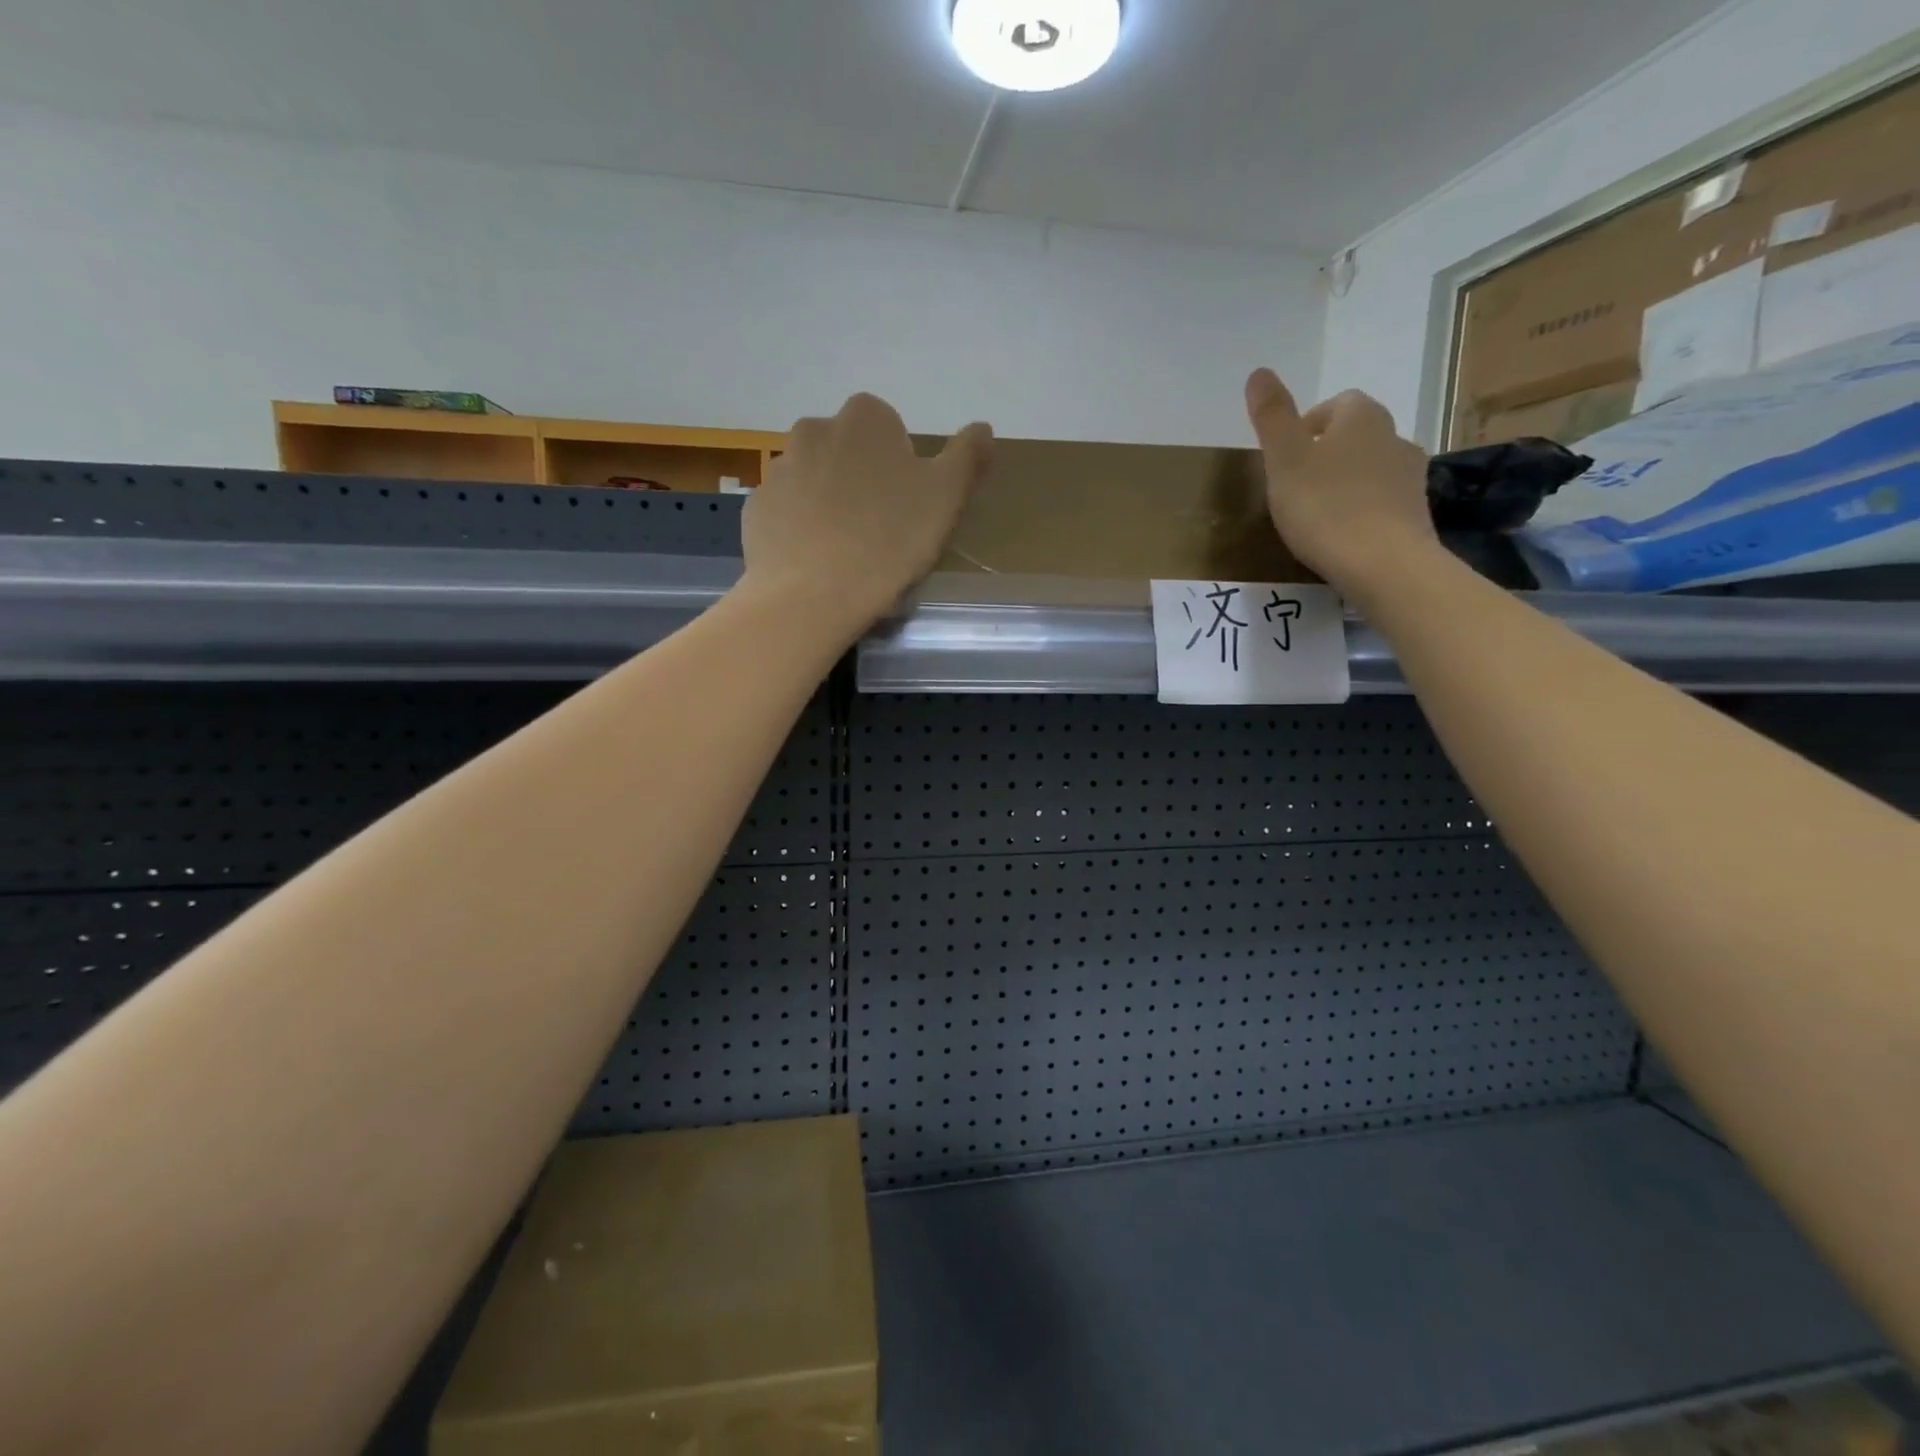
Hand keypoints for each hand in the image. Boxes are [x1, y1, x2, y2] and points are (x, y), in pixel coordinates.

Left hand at [742, 392, 991, 637]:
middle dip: (863, 482)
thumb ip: (967, 456)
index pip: (890, 430)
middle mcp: (815, 430)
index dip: (902, 469)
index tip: (907, 508)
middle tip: (880, 532)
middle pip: (849, 453)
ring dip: (830, 504)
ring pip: (815, 481)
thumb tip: (983, 427)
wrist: (812, 594)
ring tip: (846, 553)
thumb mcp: (947, 498)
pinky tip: (816, 562)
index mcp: (865, 419)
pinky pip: (787, 512)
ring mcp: (779, 469)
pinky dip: (801, 529)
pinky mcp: (756, 508)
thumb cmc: (889, 541)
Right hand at [1244, 369, 1438, 598]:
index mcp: (1360, 416)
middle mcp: (1393, 435)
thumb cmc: (1324, 506)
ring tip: (1318, 512)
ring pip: (1371, 467)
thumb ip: (1271, 416)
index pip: (1335, 405)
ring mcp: (1410, 474)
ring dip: (1346, 480)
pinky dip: (1362, 508)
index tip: (1285, 456)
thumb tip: (1259, 371)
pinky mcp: (1415, 511)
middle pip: (1355, 435)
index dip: (1307, 426)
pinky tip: (1342, 534)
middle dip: (1327, 453)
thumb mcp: (1284, 460)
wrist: (1382, 562)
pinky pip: (1382, 499)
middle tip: (1296, 484)